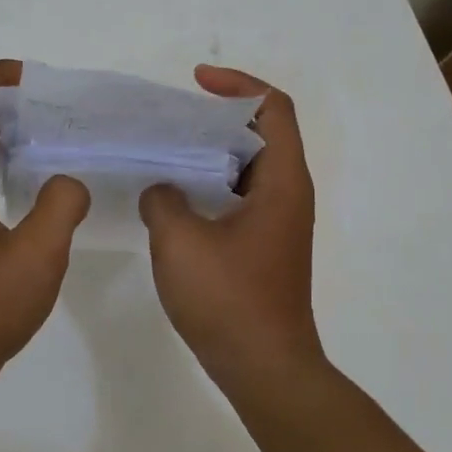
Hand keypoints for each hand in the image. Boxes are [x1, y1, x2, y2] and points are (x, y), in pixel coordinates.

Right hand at [139, 65, 322, 388]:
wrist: (264, 368)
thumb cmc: (229, 300)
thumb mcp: (180, 241)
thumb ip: (163, 199)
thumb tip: (163, 191)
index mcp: (282, 181)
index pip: (272, 108)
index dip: (237, 85)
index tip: (195, 83)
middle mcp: (288, 194)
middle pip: (259, 133)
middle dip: (215, 117)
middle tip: (169, 118)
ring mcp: (277, 222)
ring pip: (245, 167)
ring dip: (209, 153)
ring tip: (163, 151)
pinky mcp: (263, 246)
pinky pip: (237, 196)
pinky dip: (208, 185)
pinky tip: (170, 198)